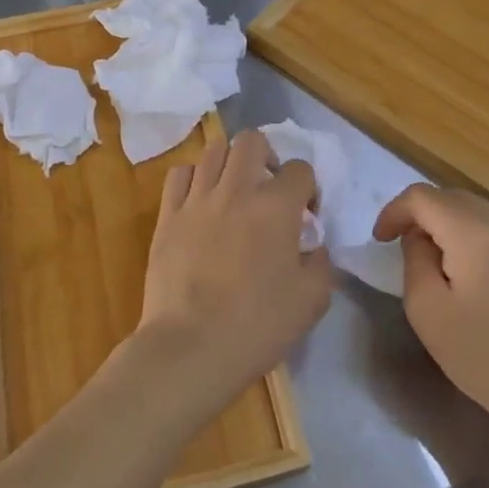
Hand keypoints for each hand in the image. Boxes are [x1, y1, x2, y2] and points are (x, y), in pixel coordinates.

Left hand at [136, 129, 330, 412]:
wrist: (192, 347)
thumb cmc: (258, 325)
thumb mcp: (312, 301)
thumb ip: (320, 264)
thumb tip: (313, 247)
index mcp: (276, 207)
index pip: (300, 169)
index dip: (308, 188)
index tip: (307, 213)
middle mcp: (236, 190)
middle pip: (251, 140)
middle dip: (267, 156)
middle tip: (268, 188)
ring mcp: (197, 199)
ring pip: (212, 150)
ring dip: (229, 163)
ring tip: (233, 190)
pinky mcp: (167, 215)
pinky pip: (179, 174)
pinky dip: (193, 178)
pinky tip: (199, 200)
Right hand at [373, 185, 488, 436]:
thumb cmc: (480, 353)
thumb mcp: (426, 307)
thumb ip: (414, 257)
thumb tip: (420, 237)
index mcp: (473, 232)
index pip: (422, 197)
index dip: (394, 211)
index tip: (379, 241)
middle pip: (447, 197)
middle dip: (416, 214)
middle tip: (396, 245)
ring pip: (469, 208)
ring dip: (441, 221)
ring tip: (426, 256)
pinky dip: (464, 231)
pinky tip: (459, 265)